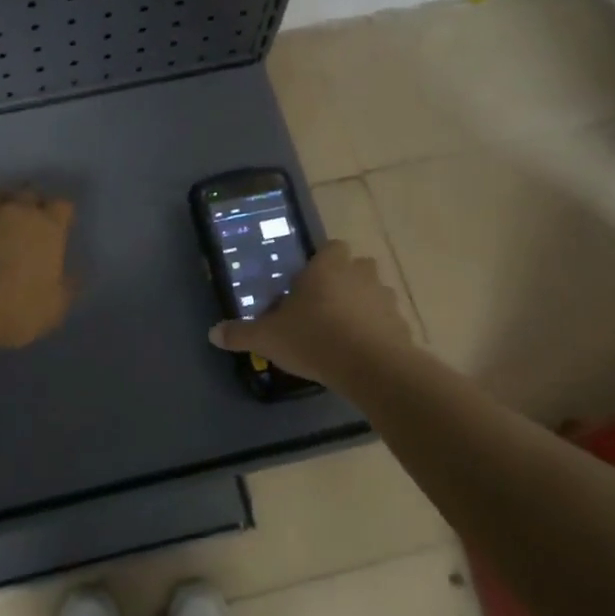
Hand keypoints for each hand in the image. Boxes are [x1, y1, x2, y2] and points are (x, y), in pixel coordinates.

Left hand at [0, 187, 75, 348]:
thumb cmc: (16, 308)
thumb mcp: (55, 307)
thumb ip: (67, 287)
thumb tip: (72, 276)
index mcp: (48, 227)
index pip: (63, 205)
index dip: (61, 214)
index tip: (59, 228)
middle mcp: (17, 210)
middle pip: (29, 191)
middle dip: (30, 203)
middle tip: (27, 222)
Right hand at [208, 241, 413, 385]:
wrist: (371, 367)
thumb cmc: (314, 338)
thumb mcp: (267, 338)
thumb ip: (241, 334)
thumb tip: (212, 333)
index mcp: (327, 268)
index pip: (331, 247)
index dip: (322, 262)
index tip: (308, 282)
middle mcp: (360, 275)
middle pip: (357, 267)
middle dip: (344, 281)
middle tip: (324, 305)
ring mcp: (385, 299)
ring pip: (375, 293)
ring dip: (363, 306)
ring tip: (344, 331)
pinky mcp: (402, 326)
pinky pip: (387, 323)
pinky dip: (377, 332)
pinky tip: (361, 353)